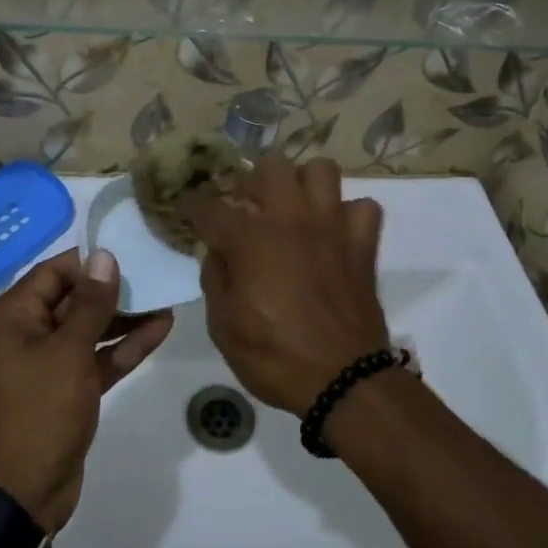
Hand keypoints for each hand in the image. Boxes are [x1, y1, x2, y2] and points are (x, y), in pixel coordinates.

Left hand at [0, 248, 172, 531]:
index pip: (53, 273)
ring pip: (88, 331)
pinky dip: (122, 348)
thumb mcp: (67, 352)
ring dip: (124, 318)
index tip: (129, 252)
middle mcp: (25, 336)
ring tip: (165, 299)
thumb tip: (103, 256)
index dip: (90, 262)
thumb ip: (90, 304)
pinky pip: (95, 360)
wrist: (19, 496)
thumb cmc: (37, 412)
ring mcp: (47, 366)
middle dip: (113, 290)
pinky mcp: (66, 392)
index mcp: (10, 319)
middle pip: (72, 300)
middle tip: (154, 275)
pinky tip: (159, 330)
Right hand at [181, 154, 387, 415]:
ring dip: (302, 183)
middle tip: (245, 204)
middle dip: (251, 180)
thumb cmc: (275, 357)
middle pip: (270, 167)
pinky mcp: (362, 243)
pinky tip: (334, 232)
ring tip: (292, 207)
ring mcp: (331, 226)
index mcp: (250, 239)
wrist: (344, 380)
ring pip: (320, 170)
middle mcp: (291, 219)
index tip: (184, 203)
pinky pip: (361, 207)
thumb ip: (215, 279)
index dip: (191, 202)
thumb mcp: (223, 327)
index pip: (210, 206)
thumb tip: (218, 252)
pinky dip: (346, 214)